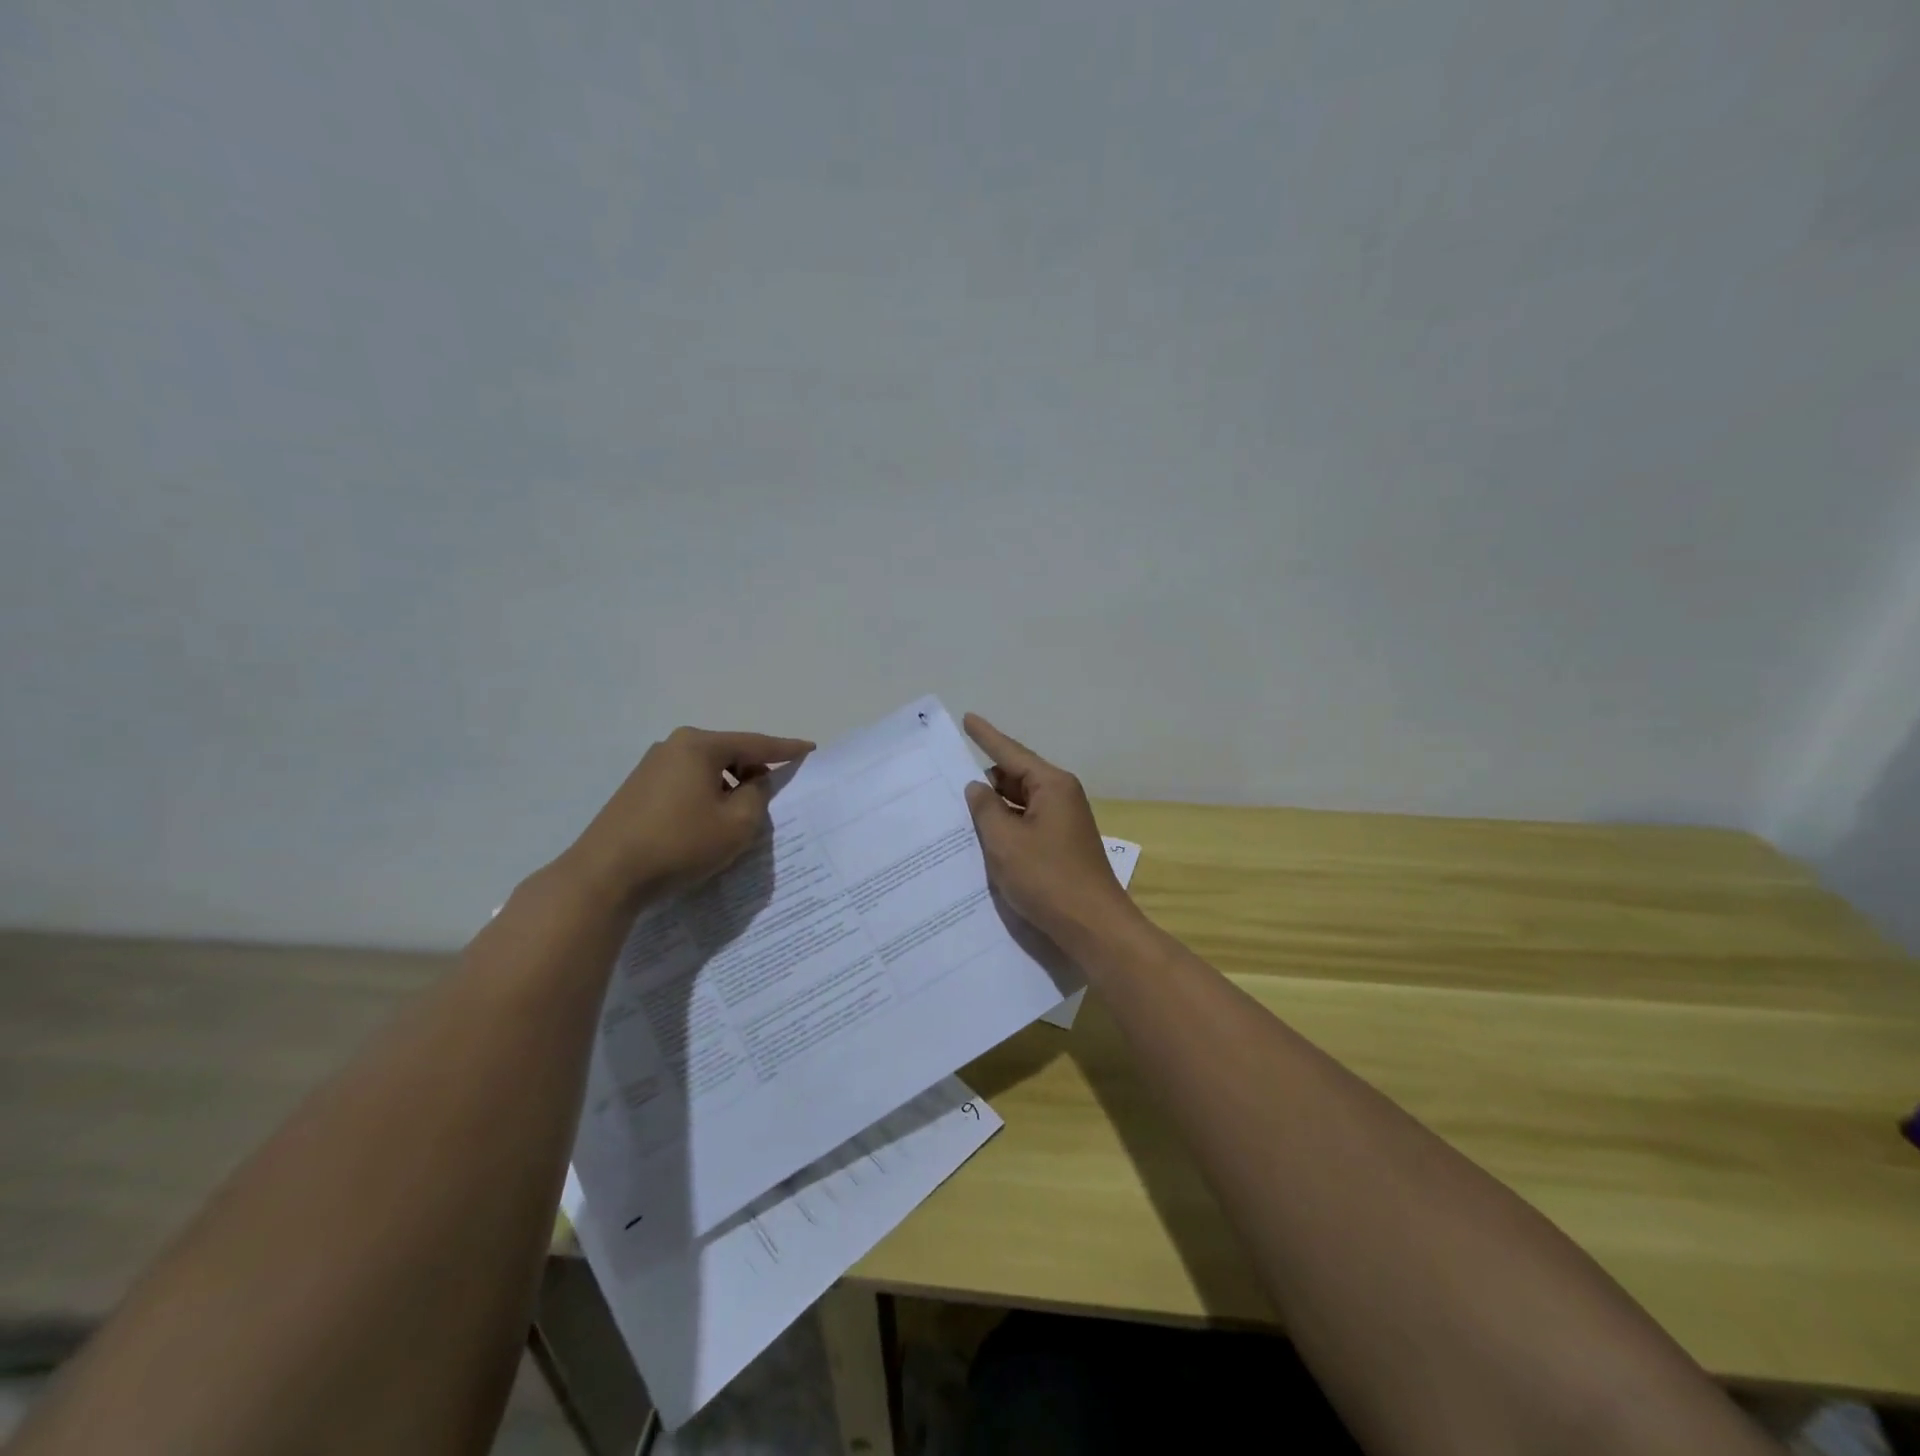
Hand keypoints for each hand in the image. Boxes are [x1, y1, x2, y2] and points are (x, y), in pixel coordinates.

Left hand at [561, 726, 813, 906]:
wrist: (605, 876)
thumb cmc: (679, 844)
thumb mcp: (736, 824)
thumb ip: (758, 796)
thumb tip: (755, 783)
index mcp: (699, 746)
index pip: (755, 743)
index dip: (786, 749)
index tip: (810, 749)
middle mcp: (673, 746)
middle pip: (729, 754)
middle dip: (753, 772)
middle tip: (774, 796)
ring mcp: (651, 767)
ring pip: (706, 771)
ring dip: (728, 789)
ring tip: (741, 817)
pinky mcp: (637, 791)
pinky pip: (686, 785)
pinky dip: (706, 797)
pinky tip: (708, 824)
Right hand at [962, 713, 1137, 948]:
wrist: (1093, 926)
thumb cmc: (1048, 878)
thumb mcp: (1005, 842)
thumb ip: (985, 809)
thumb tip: (978, 788)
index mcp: (1051, 785)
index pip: (1011, 752)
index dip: (986, 736)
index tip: (967, 718)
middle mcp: (1060, 797)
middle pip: (1015, 777)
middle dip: (985, 781)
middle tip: (948, 785)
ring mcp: (1063, 822)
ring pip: (1019, 803)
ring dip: (994, 808)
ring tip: (958, 814)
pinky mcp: (1061, 845)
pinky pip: (1026, 824)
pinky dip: (1006, 828)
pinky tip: (983, 839)